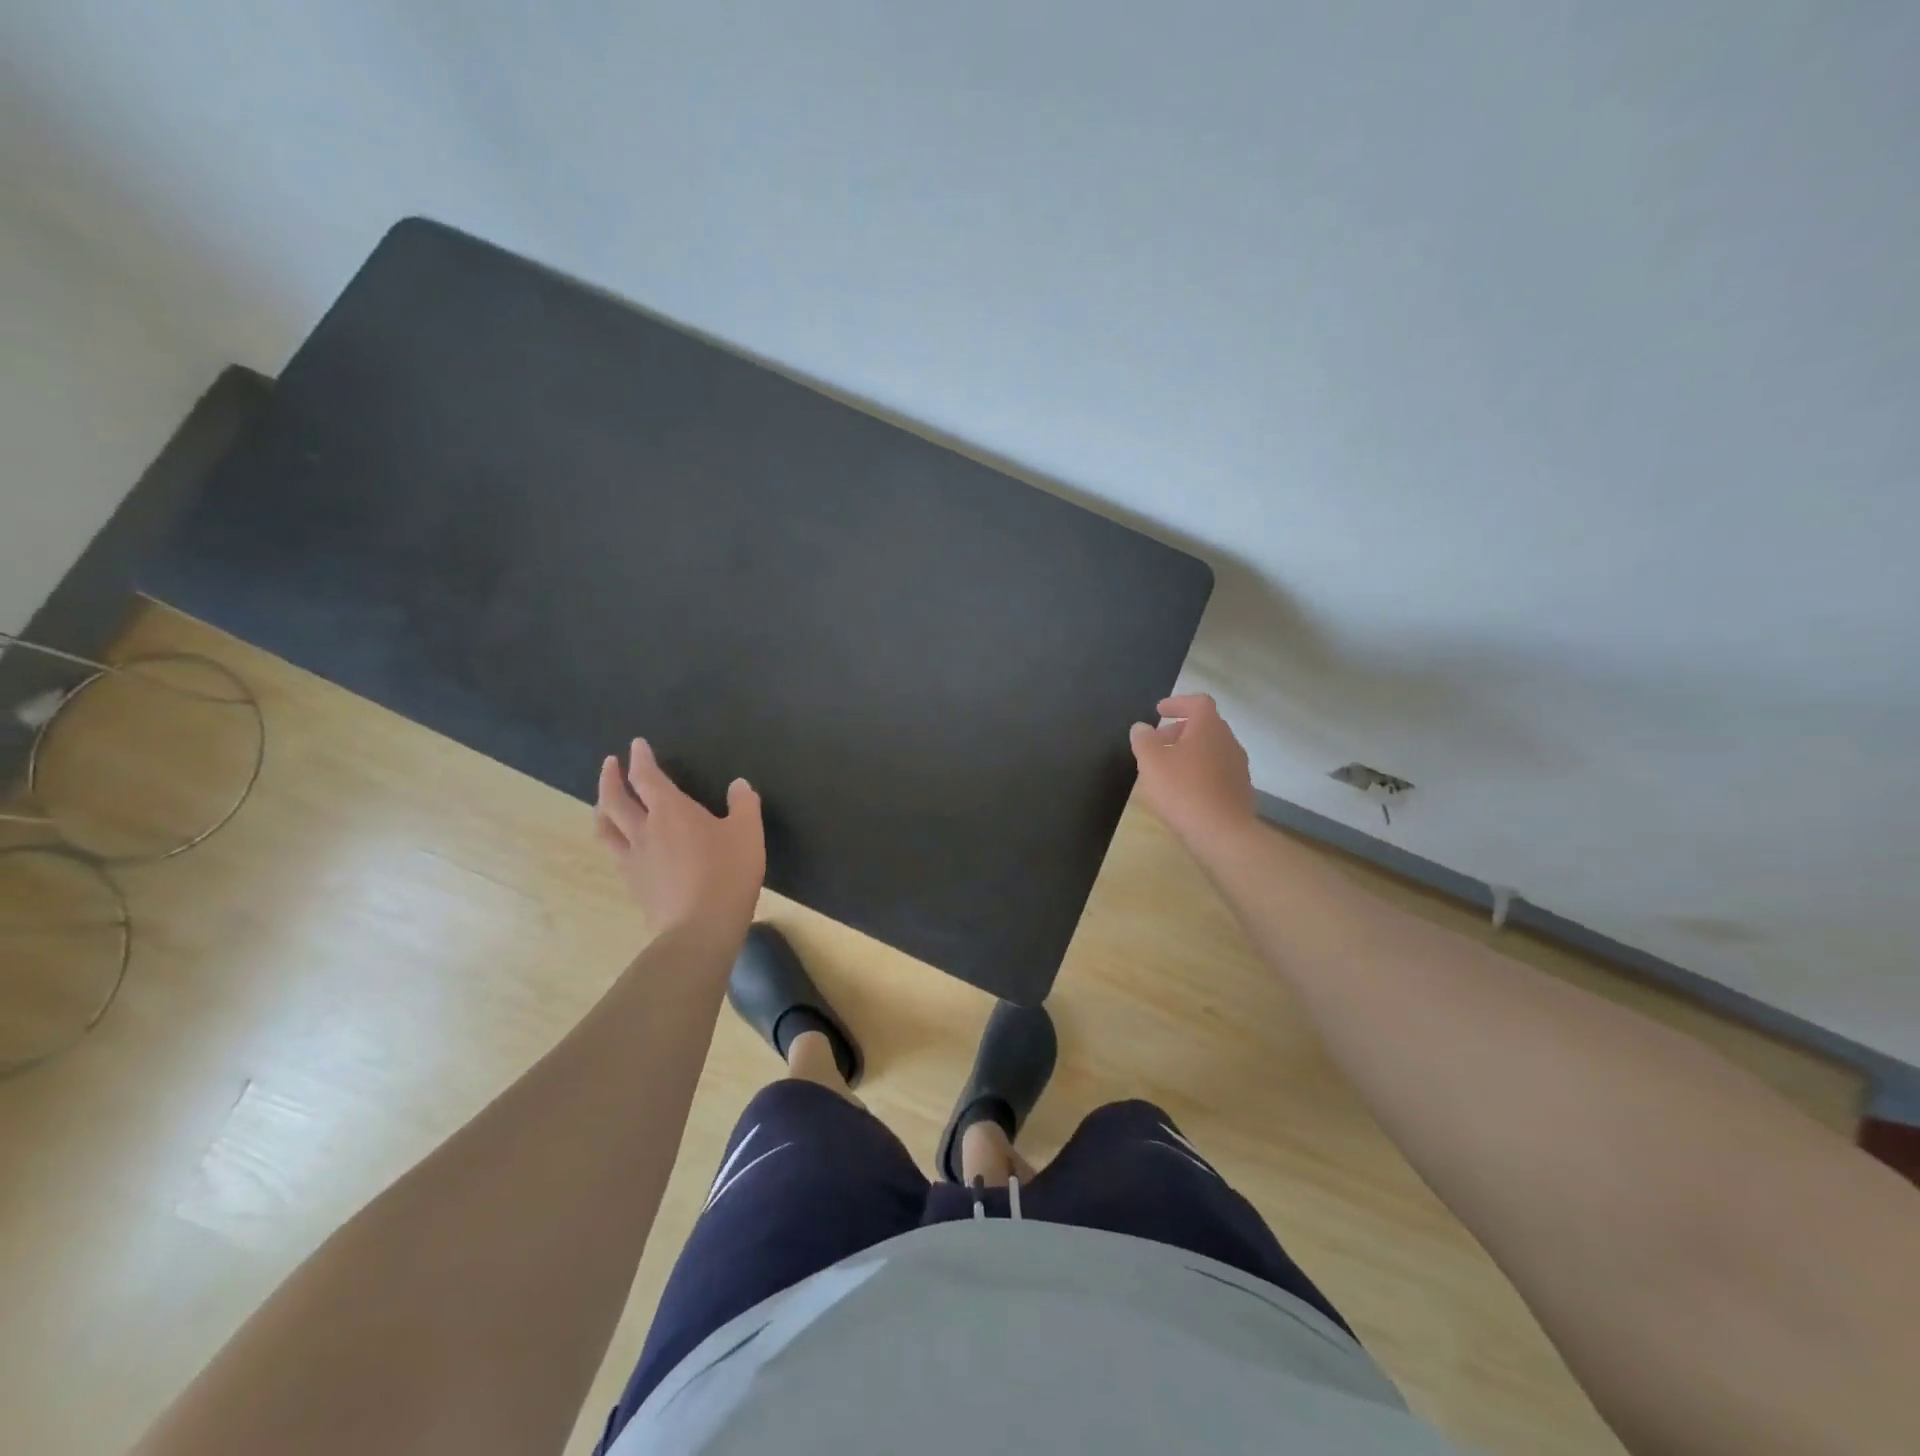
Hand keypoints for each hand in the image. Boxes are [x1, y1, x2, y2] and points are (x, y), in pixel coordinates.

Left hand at [594, 739, 764, 935]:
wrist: (700, 927)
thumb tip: (738, 784)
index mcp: (671, 811)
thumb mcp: (747, 833)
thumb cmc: (727, 873)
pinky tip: (620, 844)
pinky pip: (614, 853)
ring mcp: (633, 859)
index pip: (647, 777)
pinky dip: (612, 839)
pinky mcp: (633, 884)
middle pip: (615, 799)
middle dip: (610, 778)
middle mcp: (644, 829)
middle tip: (610, 764)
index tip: (636, 745)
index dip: (640, 759)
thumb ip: (744, 804)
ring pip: (605, 827)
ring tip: (604, 802)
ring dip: (602, 808)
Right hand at [1129, 693, 1257, 853]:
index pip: (1197, 702)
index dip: (1177, 703)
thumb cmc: (1182, 790)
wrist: (1222, 833)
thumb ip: (1143, 740)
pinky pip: (1217, 770)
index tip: (1158, 711)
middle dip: (1179, 729)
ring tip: (1167, 768)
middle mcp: (1228, 741)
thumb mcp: (1151, 763)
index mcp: (1209, 727)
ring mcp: (1238, 766)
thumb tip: (1141, 728)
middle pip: (1205, 725)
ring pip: (1211, 749)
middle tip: (1157, 742)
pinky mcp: (1240, 790)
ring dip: (1190, 751)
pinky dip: (1200, 771)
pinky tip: (1184, 790)